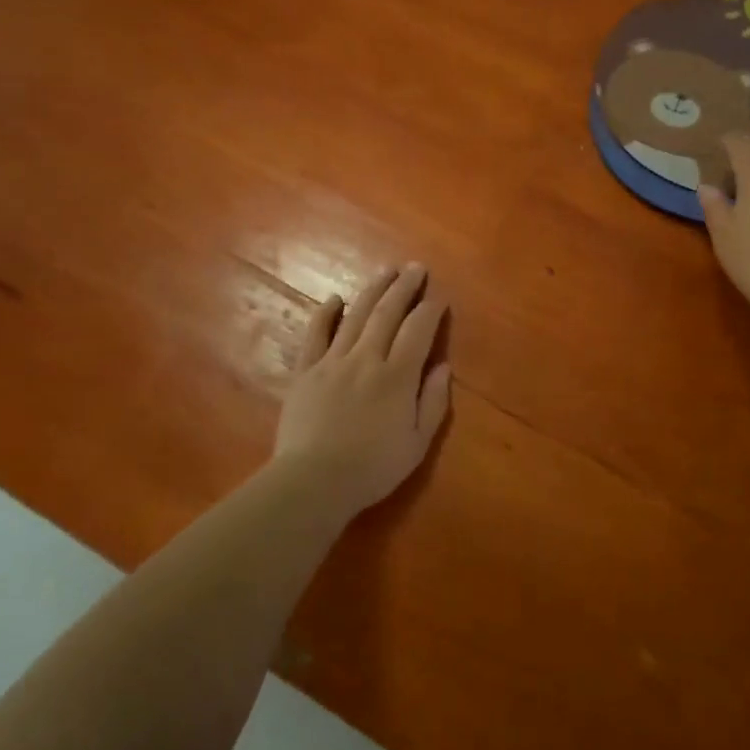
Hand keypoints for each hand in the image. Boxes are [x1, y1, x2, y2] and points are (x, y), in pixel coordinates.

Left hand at [274, 263, 451, 514]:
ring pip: (355, 315)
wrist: (313, 481)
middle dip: (404, 287)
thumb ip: (433, 402)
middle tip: (415, 268)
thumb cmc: (372, 468)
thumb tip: (443, 366)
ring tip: (385, 271)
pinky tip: (335, 299)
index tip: (438, 297)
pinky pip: (315, 334)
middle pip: (388, 313)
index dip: (430, 310)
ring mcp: (332, 361)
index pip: (418, 331)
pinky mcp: (305, 371)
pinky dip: (325, 313)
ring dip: (373, 290)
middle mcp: (366, 359)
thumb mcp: (417, 444)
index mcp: (397, 377)